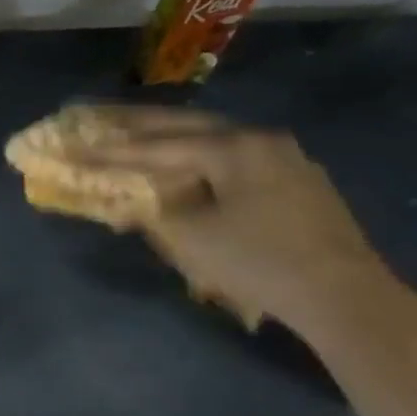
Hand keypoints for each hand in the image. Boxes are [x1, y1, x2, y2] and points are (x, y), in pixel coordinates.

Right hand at [97, 109, 396, 333]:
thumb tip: (124, 204)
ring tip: (140, 139)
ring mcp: (287, 160)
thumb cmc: (257, 261)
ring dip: (174, 140)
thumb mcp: (190, 239)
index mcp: (233, 148)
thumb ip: (150, 212)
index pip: (157, 145)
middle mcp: (261, 141)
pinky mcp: (299, 185)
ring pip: (216, 141)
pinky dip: (203, 160)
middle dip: (141, 127)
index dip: (111, 150)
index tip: (74, 147)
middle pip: (189, 127)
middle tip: (101, 120)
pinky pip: (237, 161)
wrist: (341, 295)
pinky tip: (193, 169)